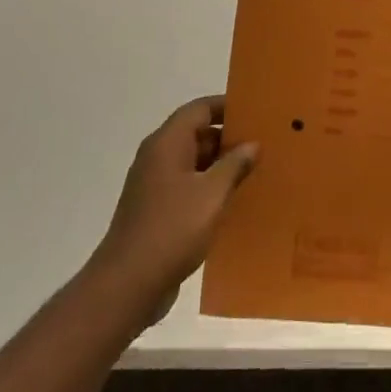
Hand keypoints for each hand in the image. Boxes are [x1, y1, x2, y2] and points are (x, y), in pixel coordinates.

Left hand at [89, 96, 257, 312]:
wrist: (127, 285)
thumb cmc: (172, 229)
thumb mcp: (212, 194)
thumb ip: (234, 165)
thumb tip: (252, 144)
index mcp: (167, 143)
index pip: (199, 109)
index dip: (227, 106)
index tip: (256, 112)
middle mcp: (157, 156)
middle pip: (196, 133)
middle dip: (228, 138)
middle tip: (263, 144)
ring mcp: (154, 184)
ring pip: (193, 162)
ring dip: (220, 165)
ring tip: (254, 171)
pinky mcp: (156, 210)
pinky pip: (187, 186)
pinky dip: (209, 188)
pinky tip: (232, 202)